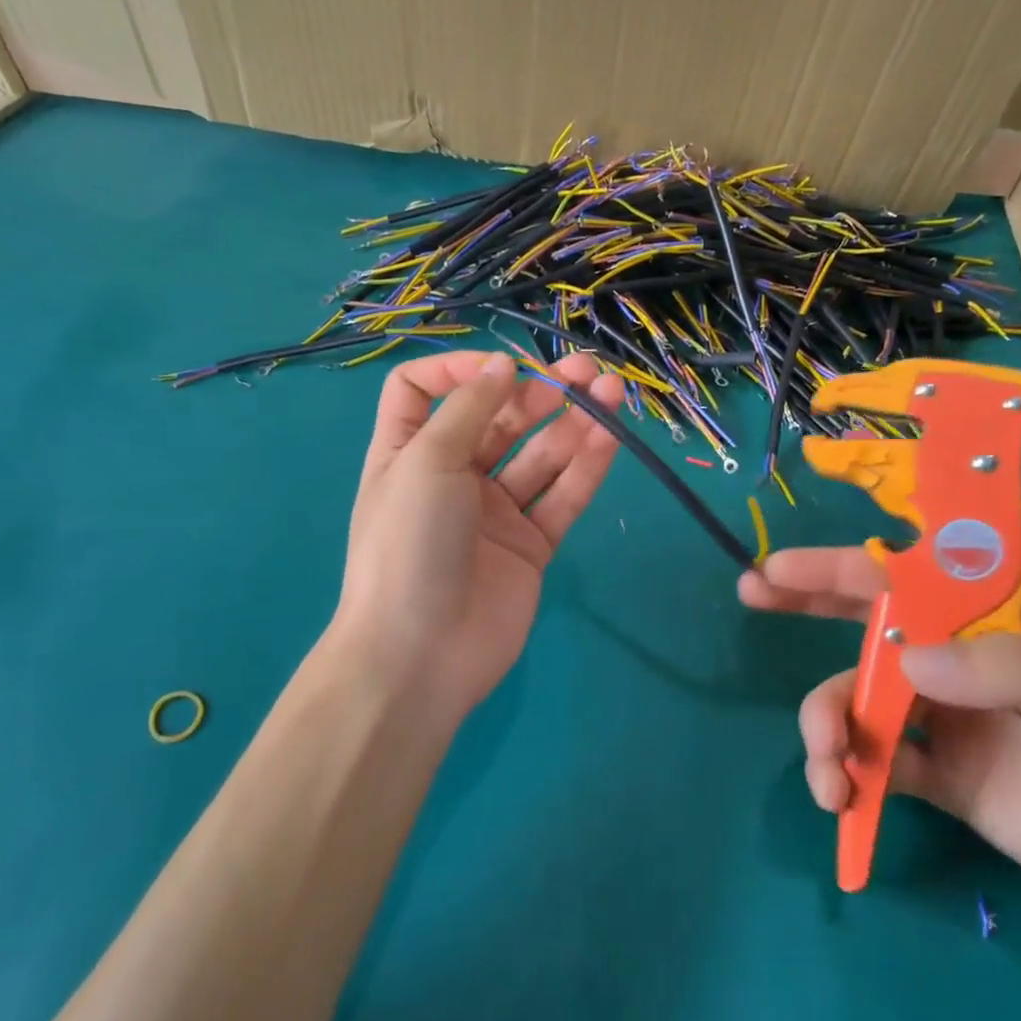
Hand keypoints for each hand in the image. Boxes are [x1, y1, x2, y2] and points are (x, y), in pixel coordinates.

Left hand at [331, 349, 623, 719]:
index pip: (423, 390)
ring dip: (574, 423)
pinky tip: (611, 437)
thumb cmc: (409, 544)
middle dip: (539, 391)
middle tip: (584, 373)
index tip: (500, 369)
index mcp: (409, 450)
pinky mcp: (531, 545)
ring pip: (539, 455)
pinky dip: (587, 467)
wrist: (420, 655)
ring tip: (610, 393)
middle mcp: (452, 475)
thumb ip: (468, 408)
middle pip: (497, 418)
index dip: (458, 369)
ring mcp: (494, 512)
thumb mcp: (426, 461)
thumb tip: (501, 364)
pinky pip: (562, 498)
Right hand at [739, 550, 1020, 941]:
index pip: (917, 569)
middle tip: (752, 592)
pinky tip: (843, 799)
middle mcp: (965, 654)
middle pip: (871, 617)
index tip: (788, 561)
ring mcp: (949, 715)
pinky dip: (847, 772)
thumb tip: (906, 662)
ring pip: (858, 695)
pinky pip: (876, 760)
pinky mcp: (942, 776)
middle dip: (807, 601)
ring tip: (826, 769)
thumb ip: (1018, 668)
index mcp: (1006, 615)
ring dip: (824, 722)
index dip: (849, 557)